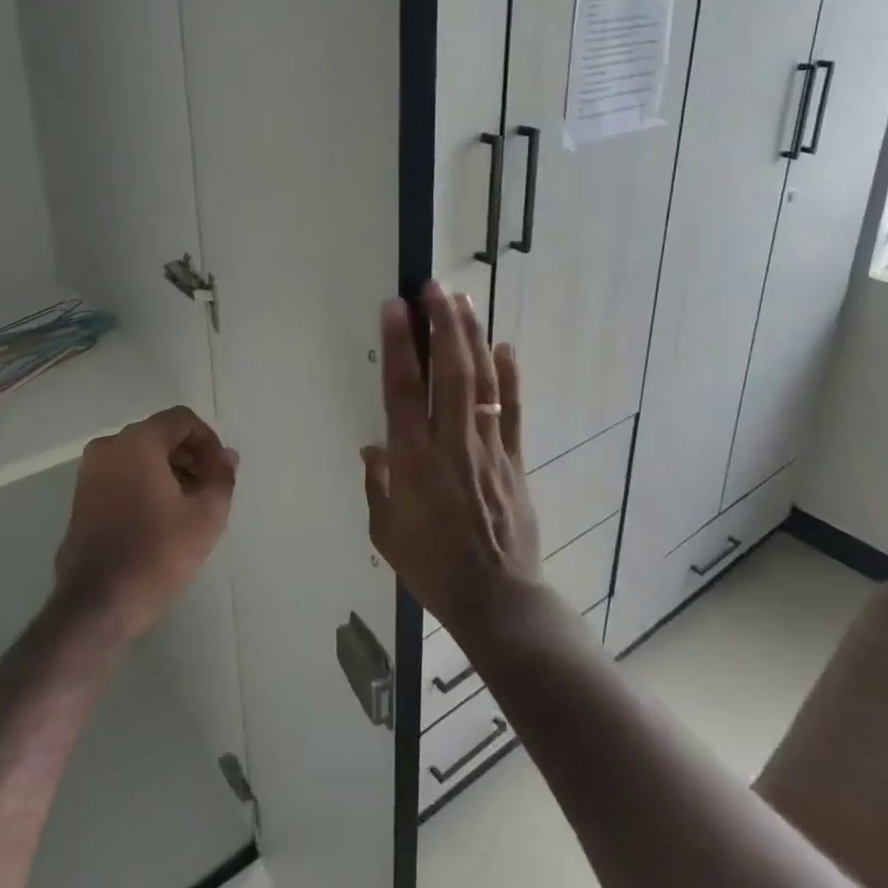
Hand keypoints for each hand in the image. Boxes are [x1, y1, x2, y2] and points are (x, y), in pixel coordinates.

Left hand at [56, 406, 236, 638]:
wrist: (97, 604)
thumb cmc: (157, 553)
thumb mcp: (206, 516)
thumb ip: (221, 477)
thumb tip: (227, 456)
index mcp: (138, 442)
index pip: (181, 420)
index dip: (208, 441)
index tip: (220, 472)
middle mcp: (109, 447)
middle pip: (160, 435)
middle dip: (190, 456)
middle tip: (209, 490)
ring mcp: (90, 473)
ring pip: (140, 456)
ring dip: (169, 471)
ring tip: (189, 507)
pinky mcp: (81, 499)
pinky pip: (122, 475)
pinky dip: (145, 484)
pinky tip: (161, 518)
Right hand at [361, 282, 542, 642]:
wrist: (495, 599)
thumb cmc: (431, 567)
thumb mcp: (385, 532)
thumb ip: (378, 484)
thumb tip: (374, 446)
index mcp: (414, 461)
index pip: (404, 391)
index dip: (400, 345)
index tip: (396, 307)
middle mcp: (451, 444)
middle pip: (448, 373)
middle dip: (442, 326)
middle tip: (435, 288)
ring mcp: (488, 448)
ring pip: (480, 382)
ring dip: (471, 338)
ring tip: (463, 302)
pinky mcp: (514, 459)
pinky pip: (511, 410)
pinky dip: (509, 377)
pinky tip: (505, 347)